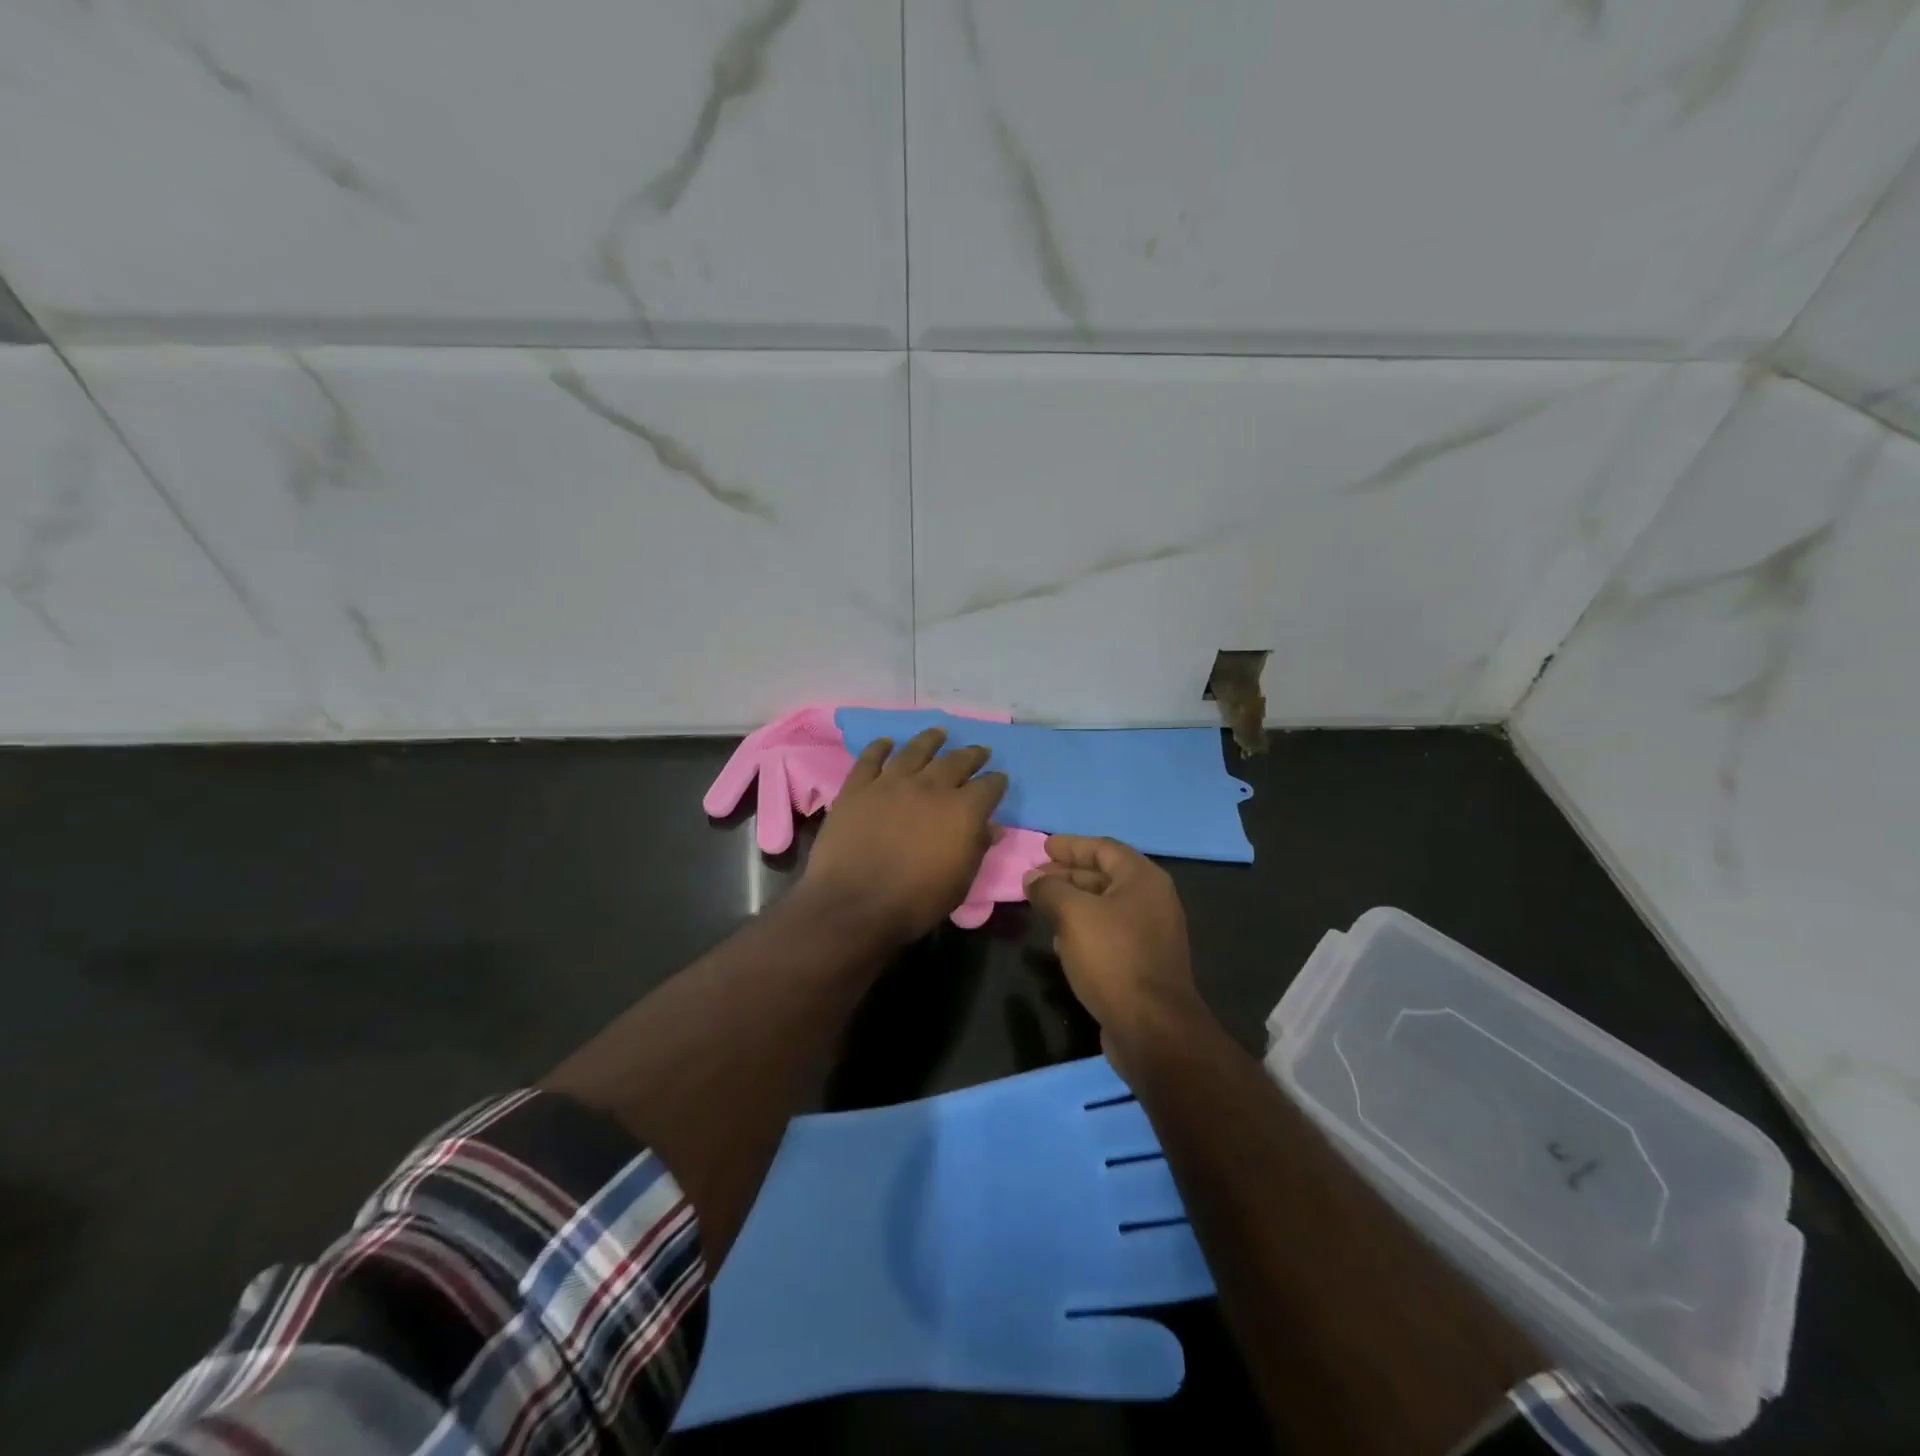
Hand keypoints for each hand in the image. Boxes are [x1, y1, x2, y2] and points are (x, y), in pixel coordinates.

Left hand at [798, 727, 1007, 945]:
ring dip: (930, 740)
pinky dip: (880, 747)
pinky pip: (871, 758)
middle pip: (956, 761)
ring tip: (939, 732)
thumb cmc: (915, 901)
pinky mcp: (858, 787)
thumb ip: (977, 849)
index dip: (996, 782)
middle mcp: (930, 787)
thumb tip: (993, 827)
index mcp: (962, 810)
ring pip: (915, 750)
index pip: (988, 787)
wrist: (854, 904)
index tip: (999, 779)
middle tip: (979, 750)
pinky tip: (886, 742)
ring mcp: (891, 783)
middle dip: (971, 755)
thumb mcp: (960, 883)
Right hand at [1024, 836, 1197, 1043]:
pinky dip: (1083, 928)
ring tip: (1041, 904)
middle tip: (1034, 877)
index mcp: (1143, 879)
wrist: (1151, 1028)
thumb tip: (1032, 877)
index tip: (1042, 846)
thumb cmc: (1113, 958)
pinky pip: (1109, 932)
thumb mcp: (1073, 914)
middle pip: (1104, 875)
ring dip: (1073, 902)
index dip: (1070, 845)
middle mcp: (1152, 900)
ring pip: (1104, 906)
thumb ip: (1049, 889)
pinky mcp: (1143, 962)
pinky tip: (1059, 940)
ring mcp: (1150, 933)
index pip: (1103, 848)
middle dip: (1067, 874)